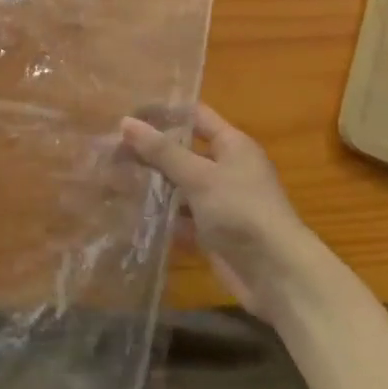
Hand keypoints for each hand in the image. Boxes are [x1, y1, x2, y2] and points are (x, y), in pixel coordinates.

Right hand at [120, 106, 316, 316]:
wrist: (277, 275)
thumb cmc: (241, 211)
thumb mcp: (199, 176)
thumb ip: (162, 151)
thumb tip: (126, 121)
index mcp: (232, 145)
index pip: (195, 116)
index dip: (164, 113)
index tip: (128, 113)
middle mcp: (227, 169)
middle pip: (183, 152)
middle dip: (150, 152)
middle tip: (110, 150)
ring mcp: (220, 202)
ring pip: (180, 187)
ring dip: (152, 185)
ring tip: (111, 179)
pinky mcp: (213, 233)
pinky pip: (181, 218)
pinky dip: (161, 217)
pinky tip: (130, 214)